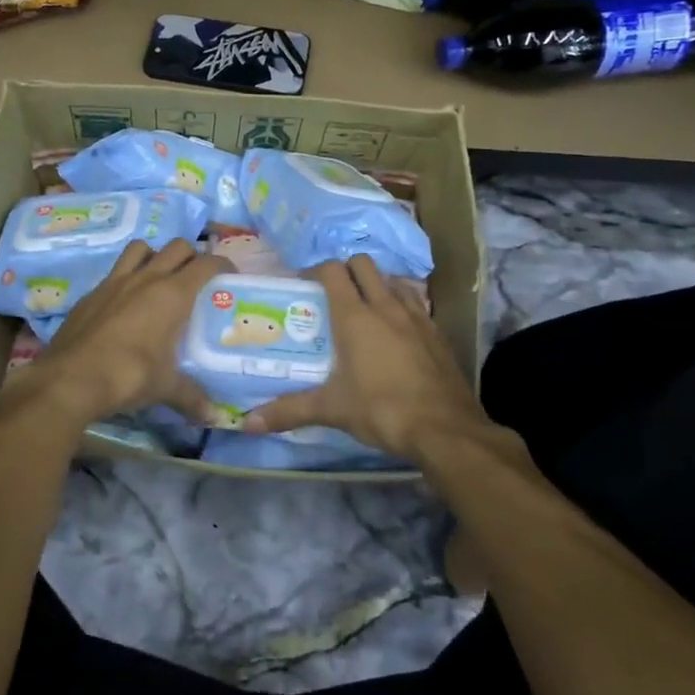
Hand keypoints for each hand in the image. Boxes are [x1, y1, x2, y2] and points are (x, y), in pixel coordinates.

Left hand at [17, 239, 233, 425]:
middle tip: (195, 277)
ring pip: (140, 248)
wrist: (70, 378)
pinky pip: (114, 272)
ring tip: (158, 277)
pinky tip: (124, 303)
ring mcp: (114, 282)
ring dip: (154, 255)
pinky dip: (125, 277)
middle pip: (176, 247)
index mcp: (172, 294)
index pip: (205, 264)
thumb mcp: (165, 388)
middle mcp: (145, 278)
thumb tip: (215, 418)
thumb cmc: (128, 376)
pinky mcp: (91, 293)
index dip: (221, 263)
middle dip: (190, 256)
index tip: (229, 274)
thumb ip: (192, 398)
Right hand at [244, 255, 495, 465]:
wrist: (445, 430)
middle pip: (364, 264)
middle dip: (346, 270)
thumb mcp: (331, 410)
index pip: (333, 271)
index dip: (315, 271)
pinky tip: (396, 332)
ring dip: (377, 285)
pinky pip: (415, 304)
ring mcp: (416, 317)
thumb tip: (248, 423)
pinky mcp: (437, 333)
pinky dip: (401, 307)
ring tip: (365, 308)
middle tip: (332, 294)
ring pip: (393, 280)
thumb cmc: (381, 410)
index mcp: (354, 316)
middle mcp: (385, 306)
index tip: (303, 286)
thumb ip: (289, 411)